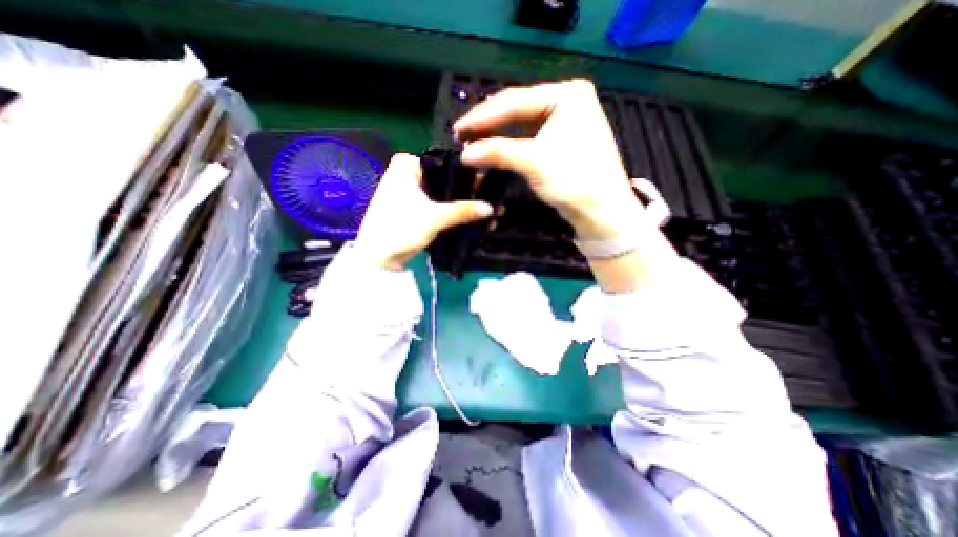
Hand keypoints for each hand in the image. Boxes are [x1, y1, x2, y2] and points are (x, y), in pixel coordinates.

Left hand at [357, 153, 497, 270]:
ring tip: (488, 209)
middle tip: (493, 198)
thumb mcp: (435, 218)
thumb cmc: (401, 229)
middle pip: (446, 179)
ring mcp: (412, 192)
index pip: (445, 163)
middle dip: (468, 192)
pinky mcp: (415, 208)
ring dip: (462, 204)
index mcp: (408, 166)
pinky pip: (439, 205)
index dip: (468, 174)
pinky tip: (472, 217)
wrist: (378, 258)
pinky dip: (452, 211)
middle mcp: (409, 174)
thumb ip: (463, 211)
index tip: (490, 184)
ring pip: (444, 193)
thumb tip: (491, 208)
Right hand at [455, 77, 641, 237]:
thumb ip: (498, 152)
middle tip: (461, 134)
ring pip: (522, 124)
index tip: (458, 128)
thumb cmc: (574, 179)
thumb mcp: (534, 162)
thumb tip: (465, 153)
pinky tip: (494, 147)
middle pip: (518, 109)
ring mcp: (565, 122)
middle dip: (489, 124)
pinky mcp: (561, 141)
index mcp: (567, 95)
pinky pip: (529, 137)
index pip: (516, 101)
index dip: (483, 116)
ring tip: (472, 140)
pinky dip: (510, 144)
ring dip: (497, 134)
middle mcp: (567, 102)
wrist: (601, 210)